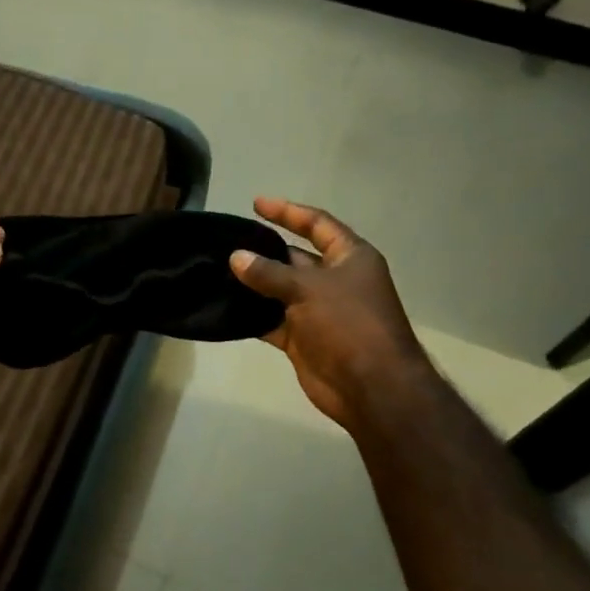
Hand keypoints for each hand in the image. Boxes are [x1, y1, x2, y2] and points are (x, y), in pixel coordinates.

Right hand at [229, 198, 427, 433]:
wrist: (371, 387)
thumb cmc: (348, 324)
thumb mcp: (308, 289)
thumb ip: (269, 272)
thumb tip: (236, 257)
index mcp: (350, 258)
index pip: (317, 224)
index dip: (287, 212)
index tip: (256, 203)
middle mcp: (335, 280)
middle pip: (295, 257)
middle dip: (264, 250)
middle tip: (227, 242)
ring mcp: (318, 311)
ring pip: (280, 290)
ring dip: (253, 284)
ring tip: (217, 271)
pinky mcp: (303, 338)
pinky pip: (272, 320)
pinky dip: (252, 315)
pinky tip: (225, 307)